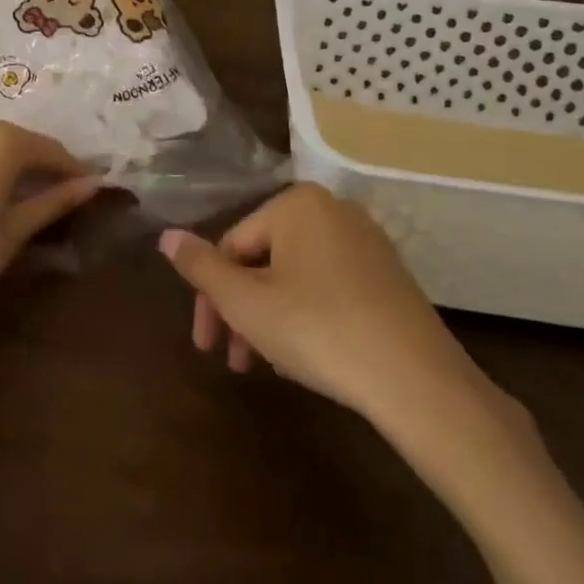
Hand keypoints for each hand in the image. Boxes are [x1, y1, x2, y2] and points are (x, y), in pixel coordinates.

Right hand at [158, 185, 531, 478]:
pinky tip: (310, 355)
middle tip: (235, 362)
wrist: (417, 379)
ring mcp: (366, 241)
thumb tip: (166, 236)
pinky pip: (329, 285)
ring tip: (270, 365)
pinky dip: (308, 315)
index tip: (207, 347)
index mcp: (296, 203)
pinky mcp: (389, 274)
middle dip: (243, 311)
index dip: (211, 298)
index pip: (233, 246)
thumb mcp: (246, 302)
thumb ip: (201, 267)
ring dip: (271, 317)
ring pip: (296, 275)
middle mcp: (333, 209)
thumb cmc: (318, 329)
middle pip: (265, 260)